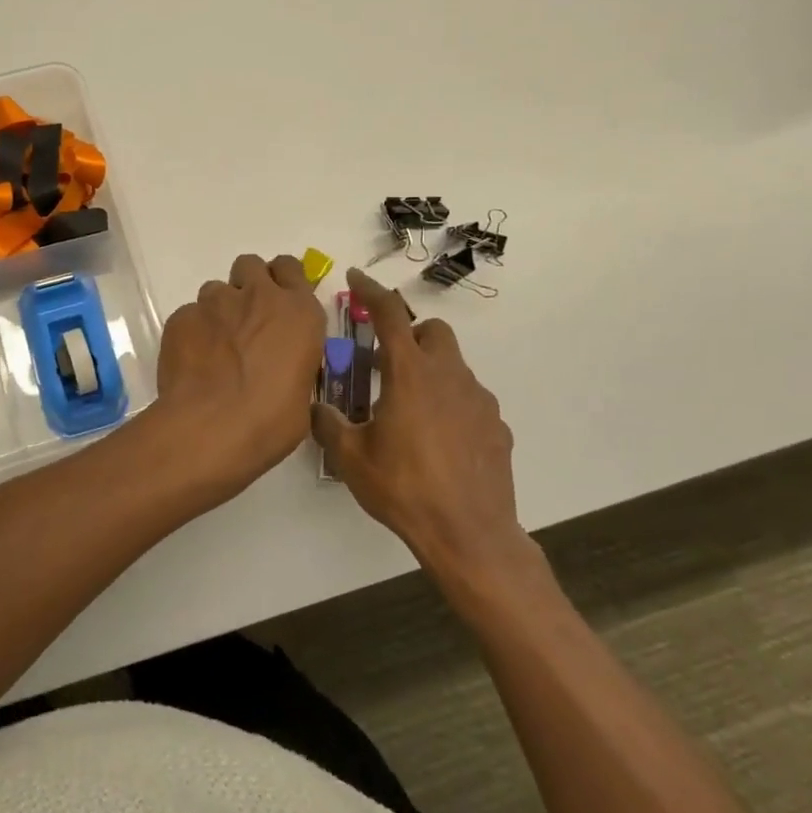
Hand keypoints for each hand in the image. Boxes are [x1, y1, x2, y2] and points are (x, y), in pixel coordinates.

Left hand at [155, 254, 326, 492]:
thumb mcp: (301, 394)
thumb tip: (282, 374)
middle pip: (250, 265)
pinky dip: (192, 332)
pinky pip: (188, 315)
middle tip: (246, 318)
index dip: (283, 280)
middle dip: (248, 284)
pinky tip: (192, 361)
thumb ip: (292, 366)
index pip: (291, 268)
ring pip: (215, 289)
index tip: (279, 299)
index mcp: (298, 312)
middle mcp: (257, 296)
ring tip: (215, 346)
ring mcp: (214, 303)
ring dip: (219, 310)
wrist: (210, 427)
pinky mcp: (181, 317)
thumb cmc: (270, 420)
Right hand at [312, 267, 530, 584]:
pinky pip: (470, 401)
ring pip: (454, 366)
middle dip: (410, 334)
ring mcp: (479, 400)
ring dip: (430, 372)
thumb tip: (315, 407)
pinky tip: (438, 441)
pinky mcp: (496, 426)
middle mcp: (449, 376)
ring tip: (409, 411)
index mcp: (410, 374)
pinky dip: (451, 405)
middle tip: (387, 363)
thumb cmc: (404, 488)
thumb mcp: (351, 458)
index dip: (371, 291)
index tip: (356, 278)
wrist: (468, 534)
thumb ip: (329, 424)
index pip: (389, 315)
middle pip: (433, 331)